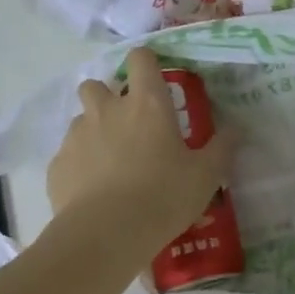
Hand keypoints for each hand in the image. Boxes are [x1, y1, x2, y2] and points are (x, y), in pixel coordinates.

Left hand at [47, 48, 233, 251]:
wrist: (106, 234)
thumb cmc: (163, 196)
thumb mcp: (206, 175)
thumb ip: (222, 148)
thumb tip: (236, 130)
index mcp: (147, 104)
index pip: (140, 59)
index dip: (146, 64)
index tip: (154, 82)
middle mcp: (108, 110)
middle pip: (97, 84)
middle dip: (108, 98)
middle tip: (128, 125)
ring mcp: (77, 136)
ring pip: (81, 120)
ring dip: (94, 131)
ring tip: (111, 162)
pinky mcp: (58, 165)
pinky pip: (68, 155)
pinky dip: (80, 165)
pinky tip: (94, 191)